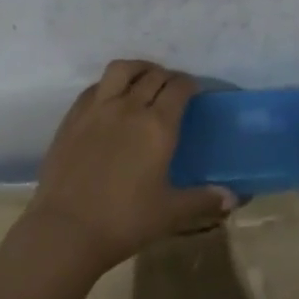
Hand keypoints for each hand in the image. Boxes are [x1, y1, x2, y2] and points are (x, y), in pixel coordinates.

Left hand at [24, 60, 234, 272]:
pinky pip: (94, 87)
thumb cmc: (125, 221)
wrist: (66, 229)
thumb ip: (203, 200)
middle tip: (173, 89)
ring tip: (143, 79)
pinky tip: (111, 100)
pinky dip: (109, 85)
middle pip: (153, 75)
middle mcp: (128, 108)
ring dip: (138, 69)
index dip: (189, 84)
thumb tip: (232, 197)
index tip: (194, 91)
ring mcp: (96, 109)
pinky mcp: (72, 118)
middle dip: (167, 77)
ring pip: (121, 70)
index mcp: (158, 126)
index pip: (179, 88)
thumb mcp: (170, 212)